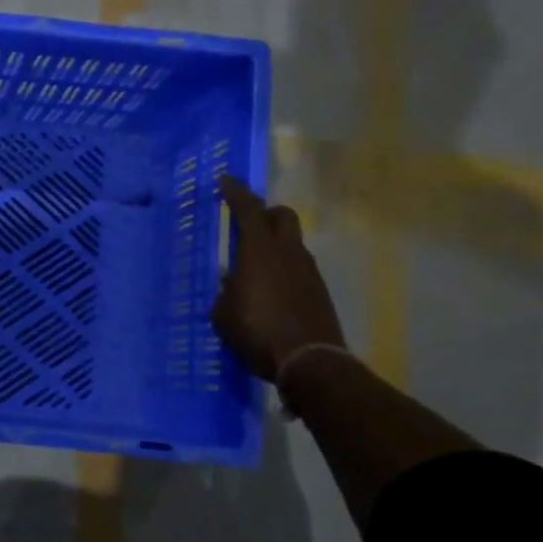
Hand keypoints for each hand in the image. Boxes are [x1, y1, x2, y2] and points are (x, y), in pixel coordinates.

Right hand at [211, 174, 345, 381]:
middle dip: (265, 212)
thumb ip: (227, 292)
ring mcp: (308, 271)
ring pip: (292, 243)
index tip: (225, 180)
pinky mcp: (319, 291)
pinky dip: (283, 271)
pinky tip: (270, 293)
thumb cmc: (256, 332)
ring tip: (254, 269)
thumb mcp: (223, 314)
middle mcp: (288, 253)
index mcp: (260, 252)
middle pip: (282, 215)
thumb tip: (234, 283)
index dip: (235, 192)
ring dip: (275, 245)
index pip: (247, 210)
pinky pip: (298, 268)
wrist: (309, 361)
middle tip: (248, 223)